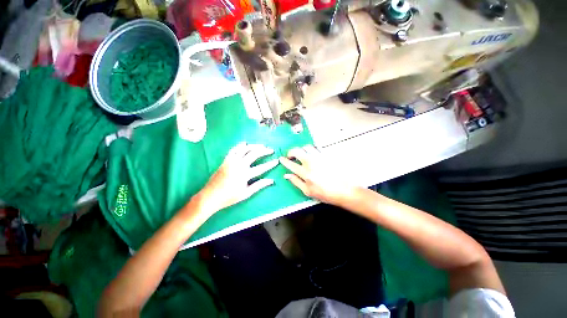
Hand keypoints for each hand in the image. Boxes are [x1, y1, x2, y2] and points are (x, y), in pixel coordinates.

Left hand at [197, 142, 278, 212]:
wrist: (210, 196)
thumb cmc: (229, 197)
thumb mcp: (246, 193)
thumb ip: (259, 185)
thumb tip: (271, 181)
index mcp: (245, 174)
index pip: (262, 167)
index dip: (270, 164)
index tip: (277, 160)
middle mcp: (239, 165)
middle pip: (254, 154)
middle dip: (264, 151)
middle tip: (270, 150)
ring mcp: (231, 161)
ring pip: (244, 149)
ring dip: (254, 146)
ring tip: (261, 146)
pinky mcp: (225, 160)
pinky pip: (233, 150)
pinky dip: (240, 145)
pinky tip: (245, 143)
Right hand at [279, 145, 354, 204]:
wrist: (345, 190)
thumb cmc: (326, 193)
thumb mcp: (308, 191)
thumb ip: (296, 182)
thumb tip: (287, 175)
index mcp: (305, 173)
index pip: (291, 164)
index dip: (284, 161)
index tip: (281, 159)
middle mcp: (311, 162)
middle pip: (297, 151)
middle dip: (290, 152)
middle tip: (290, 156)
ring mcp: (320, 157)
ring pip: (306, 146)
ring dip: (301, 149)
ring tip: (301, 154)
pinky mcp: (327, 155)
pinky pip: (317, 147)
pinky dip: (311, 149)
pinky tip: (311, 153)